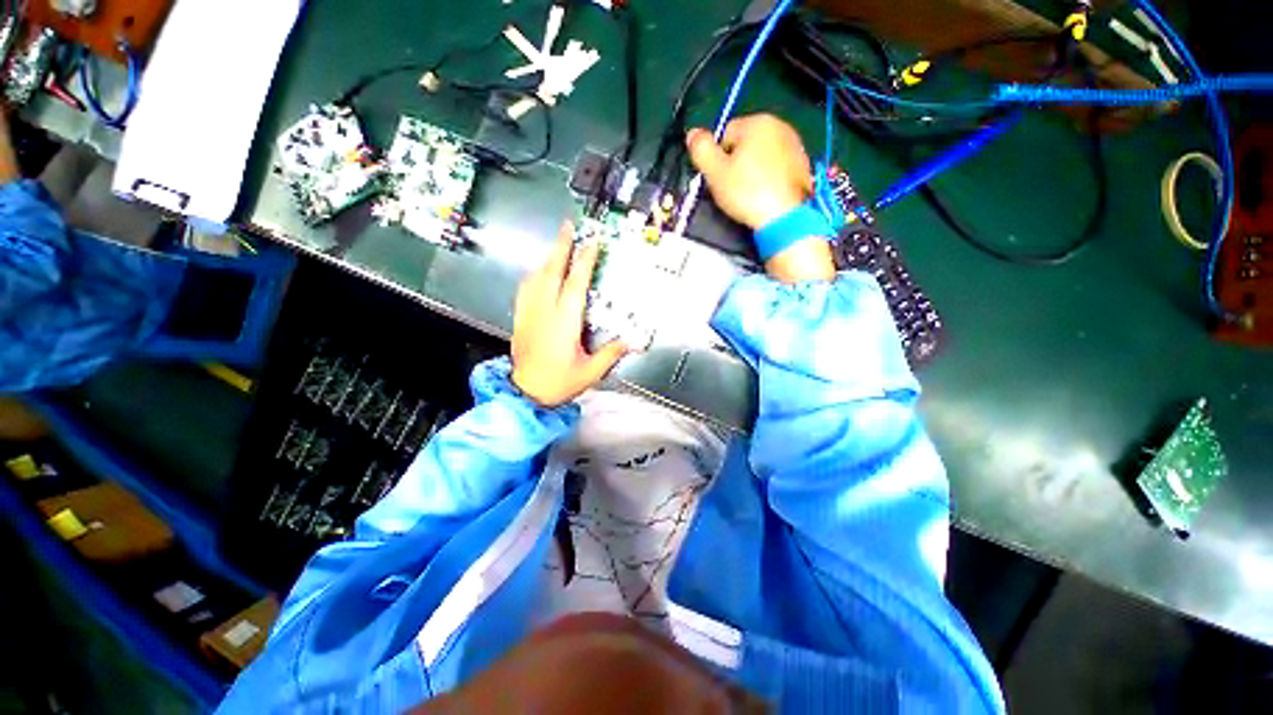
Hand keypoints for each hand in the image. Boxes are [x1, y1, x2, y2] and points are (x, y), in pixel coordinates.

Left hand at [511, 221, 628, 406]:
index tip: (591, 243)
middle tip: (567, 228)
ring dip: (548, 258)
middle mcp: (546, 312)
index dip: (584, 260)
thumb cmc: (558, 382)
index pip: (576, 283)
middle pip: (552, 271)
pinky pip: (526, 289)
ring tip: (557, 246)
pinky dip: (534, 275)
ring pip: (537, 277)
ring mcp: (531, 313)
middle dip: (561, 247)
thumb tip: (631, 341)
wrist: (525, 393)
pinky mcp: (521, 319)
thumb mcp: (591, 371)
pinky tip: (538, 272)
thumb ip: (611, 353)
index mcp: (565, 321)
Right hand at [687, 115, 834, 283]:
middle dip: (737, 162)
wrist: (785, 217)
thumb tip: (693, 134)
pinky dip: (770, 177)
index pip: (726, 133)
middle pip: (746, 143)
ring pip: (763, 155)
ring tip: (750, 193)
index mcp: (757, 122)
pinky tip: (766, 195)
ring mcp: (795, 145)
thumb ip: (701, 150)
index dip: (718, 158)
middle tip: (733, 188)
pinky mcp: (804, 165)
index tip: (720, 179)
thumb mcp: (715, 173)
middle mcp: (780, 125)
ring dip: (754, 170)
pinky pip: (778, 167)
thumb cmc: (747, 192)